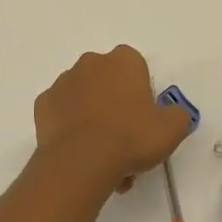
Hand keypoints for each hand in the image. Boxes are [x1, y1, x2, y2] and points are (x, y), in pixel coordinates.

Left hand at [34, 46, 193, 195]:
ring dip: (94, 117)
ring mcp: (63, 82)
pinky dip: (70, 126)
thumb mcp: (172, 129)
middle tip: (125, 140)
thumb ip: (178, 115)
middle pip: (108, 81)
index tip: (144, 119)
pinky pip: (62, 113)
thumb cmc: (131, 137)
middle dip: (116, 105)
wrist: (82, 160)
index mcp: (123, 60)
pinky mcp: (43, 103)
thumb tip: (175, 113)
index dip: (142, 93)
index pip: (136, 68)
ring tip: (103, 156)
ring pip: (84, 97)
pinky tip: (79, 151)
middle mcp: (91, 63)